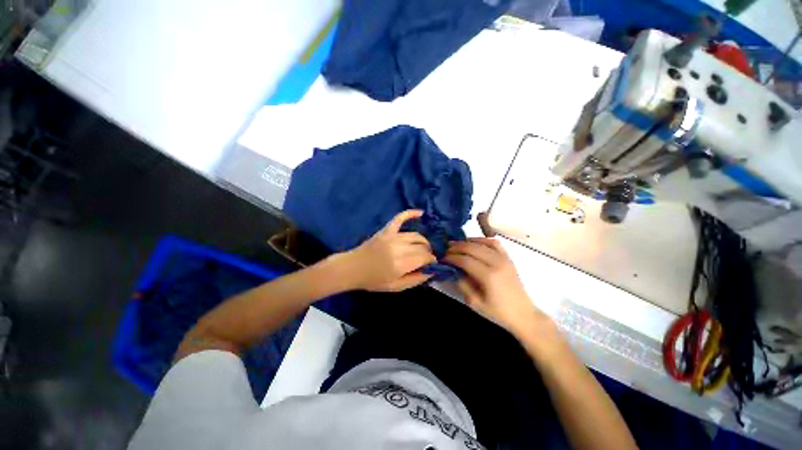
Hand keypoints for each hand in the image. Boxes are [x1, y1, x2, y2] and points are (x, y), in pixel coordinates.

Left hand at [343, 210, 436, 291]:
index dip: (432, 260)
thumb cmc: (373, 280)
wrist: (352, 268)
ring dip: (423, 241)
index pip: (425, 257)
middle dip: (428, 252)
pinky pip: (400, 218)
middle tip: (426, 258)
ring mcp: (392, 236)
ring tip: (423, 248)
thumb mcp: (395, 287)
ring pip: (416, 235)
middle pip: (422, 246)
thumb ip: (415, 280)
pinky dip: (410, 214)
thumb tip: (431, 271)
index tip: (432, 263)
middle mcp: (399, 247)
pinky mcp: (386, 230)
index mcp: (401, 263)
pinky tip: (420, 213)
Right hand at [445, 238, 543, 335]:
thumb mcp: (475, 303)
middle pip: (472, 248)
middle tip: (446, 250)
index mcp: (488, 276)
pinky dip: (482, 240)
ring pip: (481, 242)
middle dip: (456, 247)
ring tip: (456, 245)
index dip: (451, 257)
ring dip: (466, 242)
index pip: (465, 260)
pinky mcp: (508, 258)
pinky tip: (474, 243)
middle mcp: (497, 263)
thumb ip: (462, 284)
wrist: (523, 315)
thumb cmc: (498, 312)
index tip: (442, 258)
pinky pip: (494, 243)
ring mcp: (504, 258)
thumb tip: (452, 270)